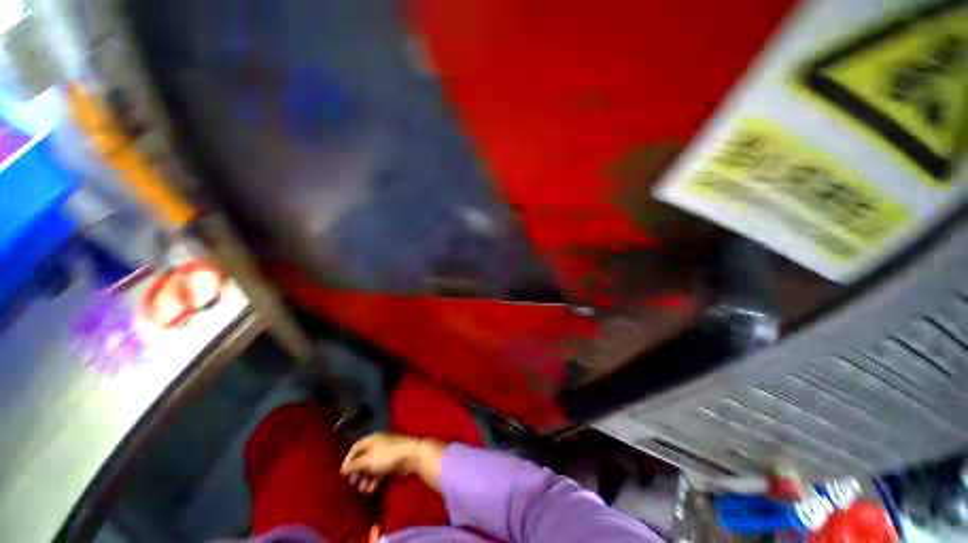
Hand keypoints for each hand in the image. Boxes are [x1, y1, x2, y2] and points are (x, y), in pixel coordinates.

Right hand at [340, 433, 444, 494]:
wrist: (411, 456)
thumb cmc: (387, 456)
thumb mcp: (368, 460)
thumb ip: (354, 465)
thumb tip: (343, 469)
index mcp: (372, 440)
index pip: (355, 448)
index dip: (348, 460)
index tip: (343, 474)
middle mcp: (378, 445)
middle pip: (363, 458)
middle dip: (357, 472)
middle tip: (353, 483)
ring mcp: (386, 454)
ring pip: (372, 467)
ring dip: (366, 479)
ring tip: (362, 490)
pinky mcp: (392, 463)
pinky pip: (380, 471)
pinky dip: (374, 480)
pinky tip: (370, 490)